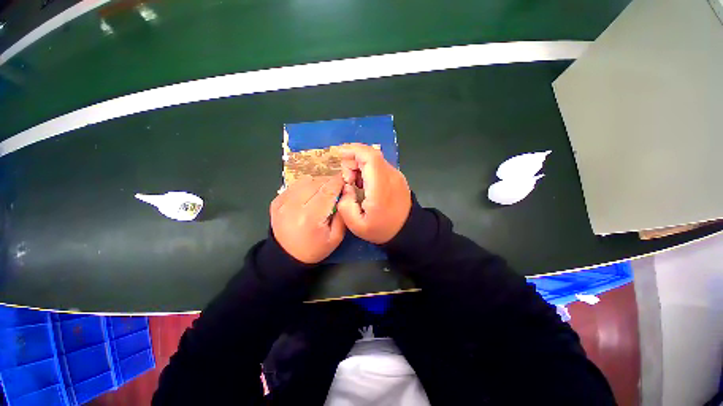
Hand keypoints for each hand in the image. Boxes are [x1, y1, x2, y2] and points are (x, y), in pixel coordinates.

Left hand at [270, 175, 345, 263]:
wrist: (286, 256)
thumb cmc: (314, 249)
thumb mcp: (336, 237)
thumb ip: (342, 215)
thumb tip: (344, 194)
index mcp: (311, 217)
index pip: (328, 191)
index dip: (338, 182)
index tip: (345, 180)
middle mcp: (294, 206)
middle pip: (316, 183)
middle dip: (330, 181)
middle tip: (337, 187)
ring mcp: (283, 202)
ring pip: (305, 181)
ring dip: (318, 183)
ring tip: (323, 191)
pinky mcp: (276, 201)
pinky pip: (295, 185)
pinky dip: (306, 186)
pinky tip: (310, 195)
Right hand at [336, 143, 411, 243]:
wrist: (408, 230)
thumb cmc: (382, 229)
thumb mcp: (357, 226)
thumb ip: (345, 205)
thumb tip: (346, 186)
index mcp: (380, 188)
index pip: (370, 157)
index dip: (353, 150)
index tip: (339, 154)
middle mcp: (390, 176)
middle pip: (370, 154)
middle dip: (352, 160)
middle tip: (347, 180)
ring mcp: (396, 175)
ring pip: (374, 158)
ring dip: (359, 165)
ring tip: (354, 183)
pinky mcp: (396, 176)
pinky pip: (379, 165)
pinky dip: (367, 169)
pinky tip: (364, 184)